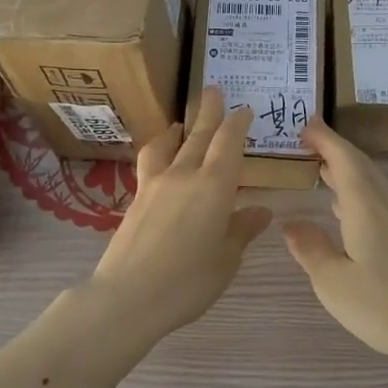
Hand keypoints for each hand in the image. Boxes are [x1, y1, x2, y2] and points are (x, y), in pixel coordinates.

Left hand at [85, 88, 271, 343]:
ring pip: (170, 145)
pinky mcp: (136, 198)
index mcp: (215, 186)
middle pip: (199, 135)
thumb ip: (241, 230)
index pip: (229, 142)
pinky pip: (151, 162)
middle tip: (213, 90)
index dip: (238, 123)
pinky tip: (160, 159)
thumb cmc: (188, 281)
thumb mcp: (226, 259)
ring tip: (181, 123)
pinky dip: (159, 150)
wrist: (127, 297)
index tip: (244, 110)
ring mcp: (156, 184)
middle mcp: (185, 175)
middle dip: (209, 112)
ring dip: (179, 129)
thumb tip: (260, 211)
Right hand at [283, 119, 387, 370]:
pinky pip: (382, 198)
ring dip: (347, 170)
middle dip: (334, 149)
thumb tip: (290, 222)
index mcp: (366, 204)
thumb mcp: (333, 282)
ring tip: (322, 171)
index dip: (324, 138)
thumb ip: (310, 248)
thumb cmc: (385, 305)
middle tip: (307, 141)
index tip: (304, 124)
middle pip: (360, 164)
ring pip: (373, 181)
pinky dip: (360, 191)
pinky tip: (348, 210)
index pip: (342, 157)